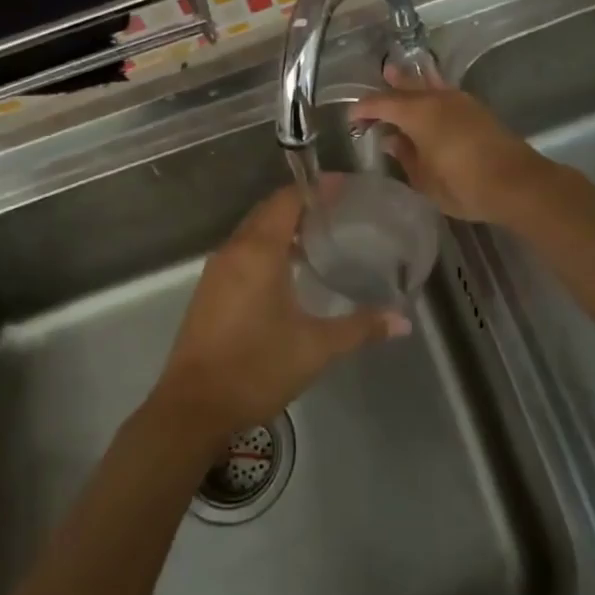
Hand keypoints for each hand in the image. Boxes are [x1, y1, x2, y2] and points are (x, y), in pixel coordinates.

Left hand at [153, 186, 405, 441]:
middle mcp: (233, 251)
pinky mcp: (208, 292)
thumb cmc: (256, 368)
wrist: (193, 408)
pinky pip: (241, 253)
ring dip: (282, 228)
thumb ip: (360, 328)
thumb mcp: (315, 348)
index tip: (345, 187)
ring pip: (252, 233)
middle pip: (268, 212)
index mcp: (258, 252)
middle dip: (301, 206)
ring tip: (319, 238)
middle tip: (339, 211)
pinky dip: (266, 249)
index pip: (287, 201)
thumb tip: (402, 320)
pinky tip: (288, 273)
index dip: (316, 189)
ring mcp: (216, 271)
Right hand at [349, 66, 555, 224]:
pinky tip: (429, 96)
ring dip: (409, 83)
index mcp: (417, 113)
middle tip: (370, 96)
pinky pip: (444, 92)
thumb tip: (391, 139)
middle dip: (385, 91)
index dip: (363, 109)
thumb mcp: (424, 179)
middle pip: (404, 88)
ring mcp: (459, 101)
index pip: (381, 103)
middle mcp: (437, 98)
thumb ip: (405, 155)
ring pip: (427, 85)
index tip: (351, 118)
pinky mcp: (476, 110)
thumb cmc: (463, 185)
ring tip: (394, 74)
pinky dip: (430, 91)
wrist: (517, 185)